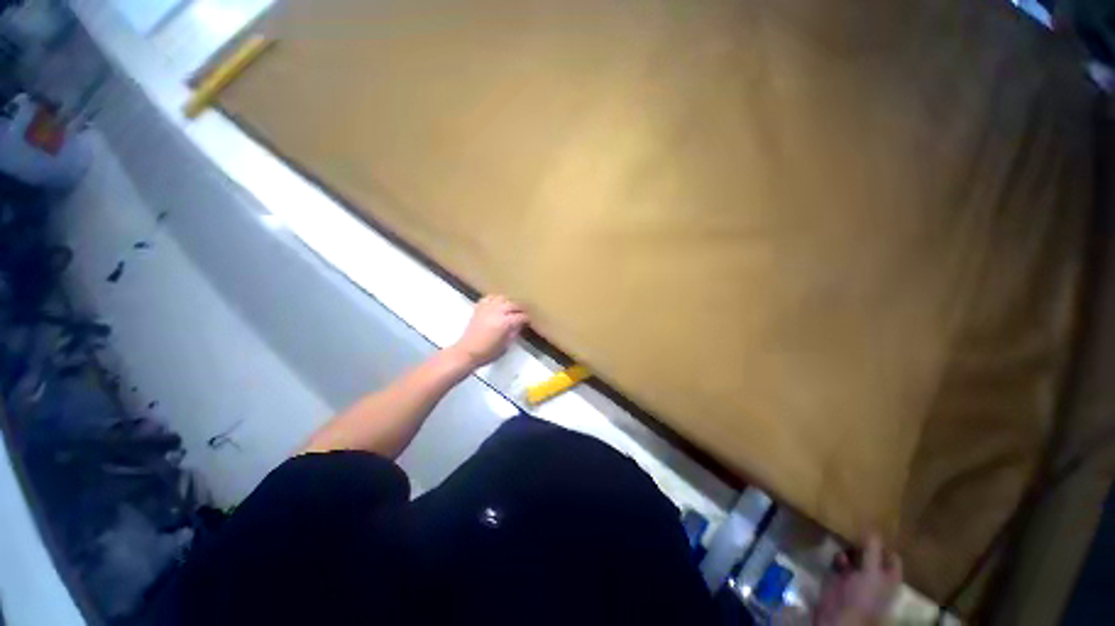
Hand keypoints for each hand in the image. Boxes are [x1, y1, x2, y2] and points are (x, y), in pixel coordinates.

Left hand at [448, 295, 528, 367]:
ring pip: (502, 298)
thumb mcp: (506, 345)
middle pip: (513, 304)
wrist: (467, 352)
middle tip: (522, 315)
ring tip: (510, 309)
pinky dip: (495, 300)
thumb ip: (514, 332)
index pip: (521, 316)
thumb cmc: (488, 352)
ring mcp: (487, 308)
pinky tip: (497, 305)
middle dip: (520, 309)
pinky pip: (489, 298)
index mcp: (505, 322)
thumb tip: (519, 325)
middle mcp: (497, 312)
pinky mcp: (479, 308)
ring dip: (508, 302)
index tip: (528, 322)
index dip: (526, 319)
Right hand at [815, 535, 901, 625]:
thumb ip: (872, 550)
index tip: (871, 527)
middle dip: (863, 542)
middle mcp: (874, 576)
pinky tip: (835, 556)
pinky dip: (837, 556)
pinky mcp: (840, 577)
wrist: (839, 616)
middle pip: (871, 553)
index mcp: (889, 577)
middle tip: (854, 526)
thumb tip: (872, 527)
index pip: (891, 556)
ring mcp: (857, 577)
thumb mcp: (871, 573)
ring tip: (843, 539)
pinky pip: (839, 561)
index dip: (884, 544)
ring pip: (855, 556)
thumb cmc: (863, 596)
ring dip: (849, 548)